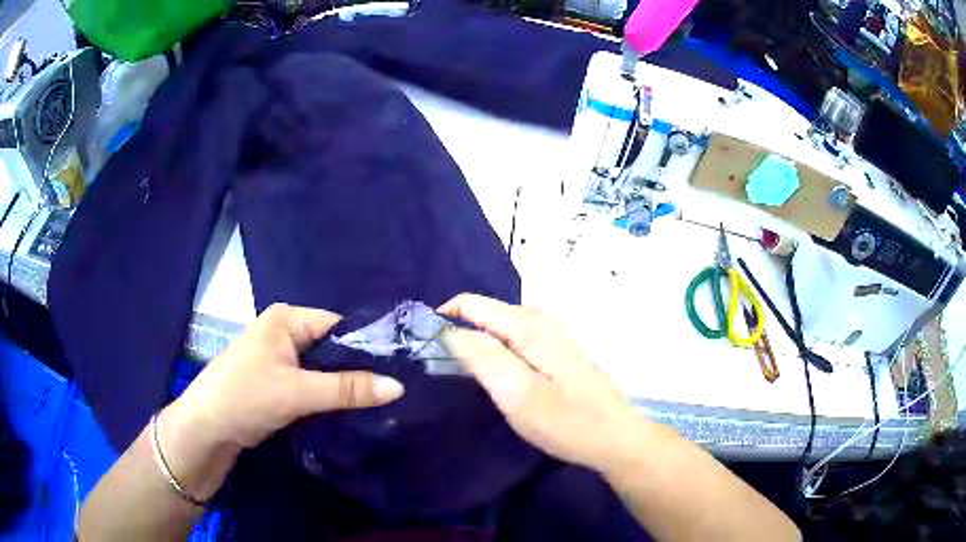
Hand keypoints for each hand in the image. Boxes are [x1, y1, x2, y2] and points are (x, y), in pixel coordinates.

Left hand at [170, 303, 404, 450]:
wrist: (208, 428)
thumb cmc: (246, 397)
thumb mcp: (298, 392)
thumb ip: (348, 389)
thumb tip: (399, 386)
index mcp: (287, 318)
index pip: (338, 326)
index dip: (367, 346)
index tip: (398, 369)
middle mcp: (284, 331)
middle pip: (331, 347)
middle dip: (357, 369)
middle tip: (392, 390)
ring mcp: (280, 357)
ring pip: (323, 368)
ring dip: (344, 385)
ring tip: (379, 400)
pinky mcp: (278, 380)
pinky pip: (312, 382)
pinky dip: (328, 395)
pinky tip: (350, 408)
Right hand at [440, 294, 646, 474]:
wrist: (614, 437)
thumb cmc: (566, 420)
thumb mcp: (517, 393)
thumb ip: (481, 357)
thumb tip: (447, 330)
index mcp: (527, 325)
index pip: (471, 304)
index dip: (443, 318)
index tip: (422, 344)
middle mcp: (539, 320)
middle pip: (485, 313)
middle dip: (457, 329)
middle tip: (437, 364)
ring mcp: (550, 336)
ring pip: (499, 327)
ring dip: (474, 341)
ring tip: (457, 370)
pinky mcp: (555, 353)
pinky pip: (513, 340)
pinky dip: (494, 350)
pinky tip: (492, 374)